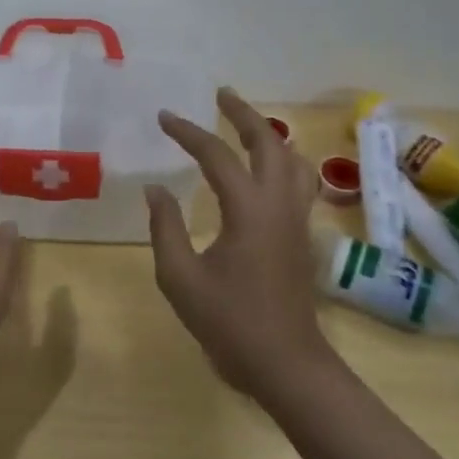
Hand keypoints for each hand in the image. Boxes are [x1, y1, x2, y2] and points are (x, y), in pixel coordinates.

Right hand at [145, 88, 338, 397]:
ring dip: (269, 134)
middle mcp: (278, 204)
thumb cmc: (229, 323)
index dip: (187, 132)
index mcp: (248, 210)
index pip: (216, 155)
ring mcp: (297, 218)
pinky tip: (268, 168)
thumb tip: (155, 189)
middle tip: (221, 95)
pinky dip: (283, 160)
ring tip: (246, 124)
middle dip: (243, 114)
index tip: (164, 117)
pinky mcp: (302, 234)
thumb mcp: (180, 278)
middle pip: (268, 142)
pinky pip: (299, 181)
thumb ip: (165, 228)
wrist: (285, 364)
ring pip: (292, 159)